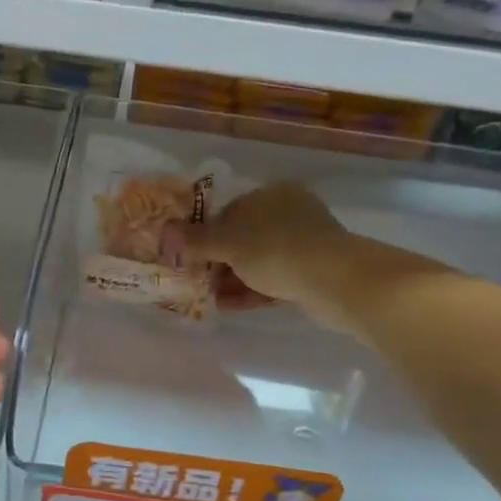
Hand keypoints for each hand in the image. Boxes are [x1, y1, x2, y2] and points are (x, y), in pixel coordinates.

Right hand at [163, 182, 443, 333]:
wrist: (337, 282)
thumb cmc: (278, 249)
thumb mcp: (229, 243)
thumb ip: (195, 240)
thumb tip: (162, 233)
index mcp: (272, 194)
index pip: (229, 210)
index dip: (205, 232)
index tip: (187, 254)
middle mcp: (289, 213)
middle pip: (243, 236)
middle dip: (217, 260)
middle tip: (194, 278)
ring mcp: (303, 244)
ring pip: (257, 260)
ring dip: (231, 278)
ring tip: (205, 296)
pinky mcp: (311, 273)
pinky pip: (271, 280)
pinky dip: (249, 291)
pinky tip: (226, 305)